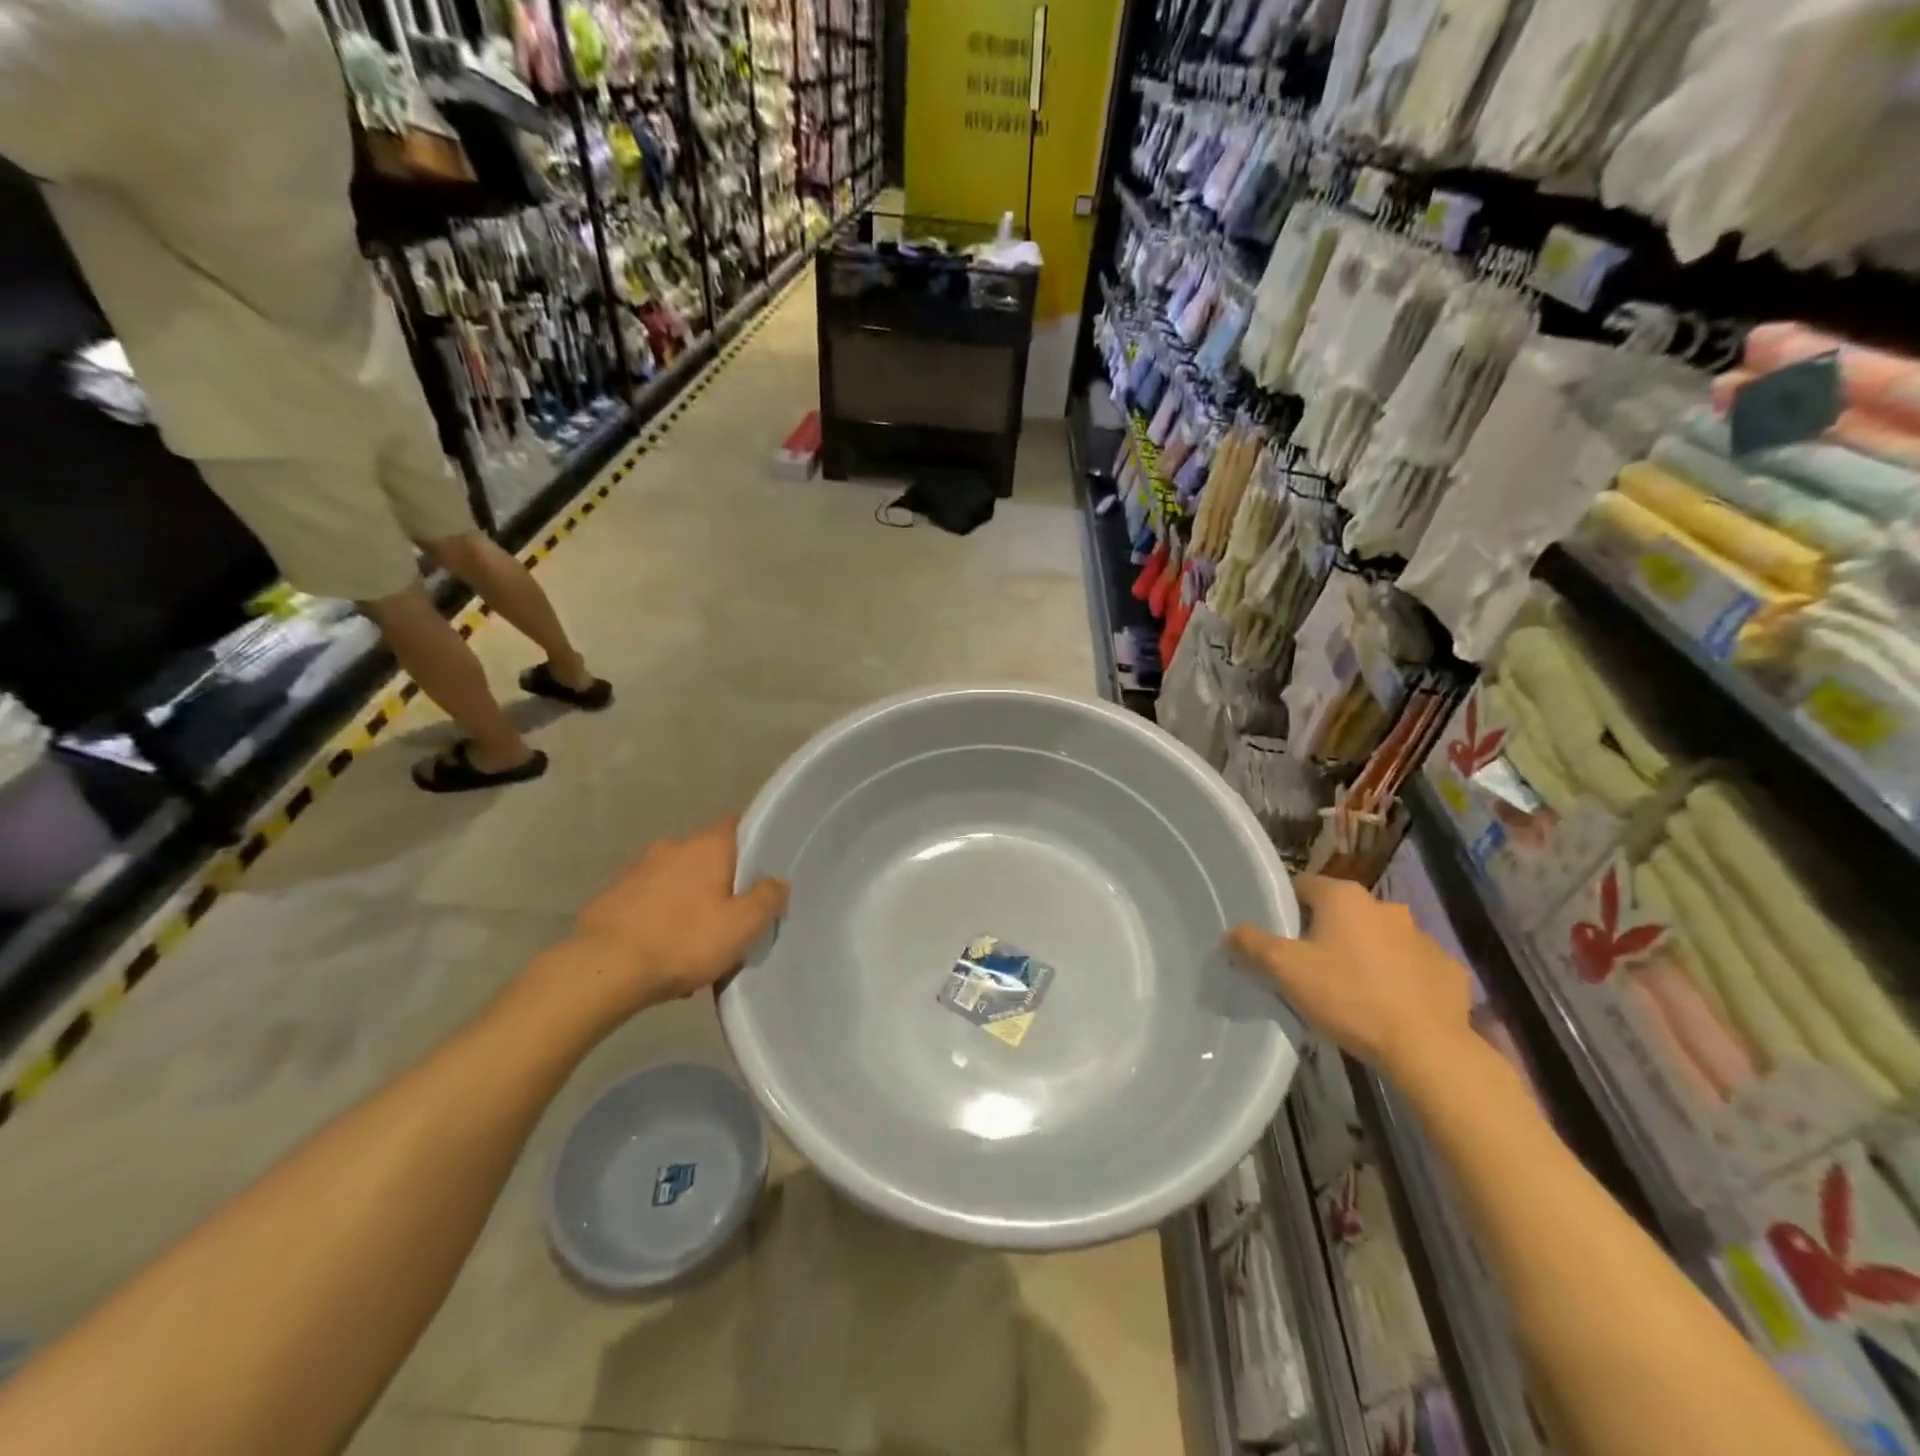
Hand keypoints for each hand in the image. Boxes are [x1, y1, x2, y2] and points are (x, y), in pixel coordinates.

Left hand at [531, 819, 788, 1032]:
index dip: (752, 844)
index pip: (736, 825)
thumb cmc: (683, 941)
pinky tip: (663, 954)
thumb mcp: (742, 926)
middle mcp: (671, 848)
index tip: (762, 870)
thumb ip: (767, 898)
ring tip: (696, 943)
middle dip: (720, 881)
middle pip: (706, 858)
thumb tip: (778, 881)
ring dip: (687, 903)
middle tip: (733, 916)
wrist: (603, 970)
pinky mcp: (611, 898)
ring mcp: (636, 871)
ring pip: (676, 882)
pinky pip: (649, 904)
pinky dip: (660, 920)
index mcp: (706, 847)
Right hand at [1227, 876, 1474, 1078]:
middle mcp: (1385, 906)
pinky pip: (1414, 967)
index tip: (1278, 937)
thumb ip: (1252, 945)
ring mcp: (1423, 937)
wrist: (1426, 1048)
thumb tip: (1230, 932)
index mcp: (1344, 897)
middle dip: (1327, 933)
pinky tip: (1390, 1006)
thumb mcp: (1285, 970)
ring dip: (1366, 954)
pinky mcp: (1449, 970)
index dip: (1287, 909)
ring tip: (1351, 990)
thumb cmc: (1348, 996)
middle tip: (1310, 967)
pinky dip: (1400, 978)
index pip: (1304, 886)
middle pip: (1342, 913)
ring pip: (1380, 938)